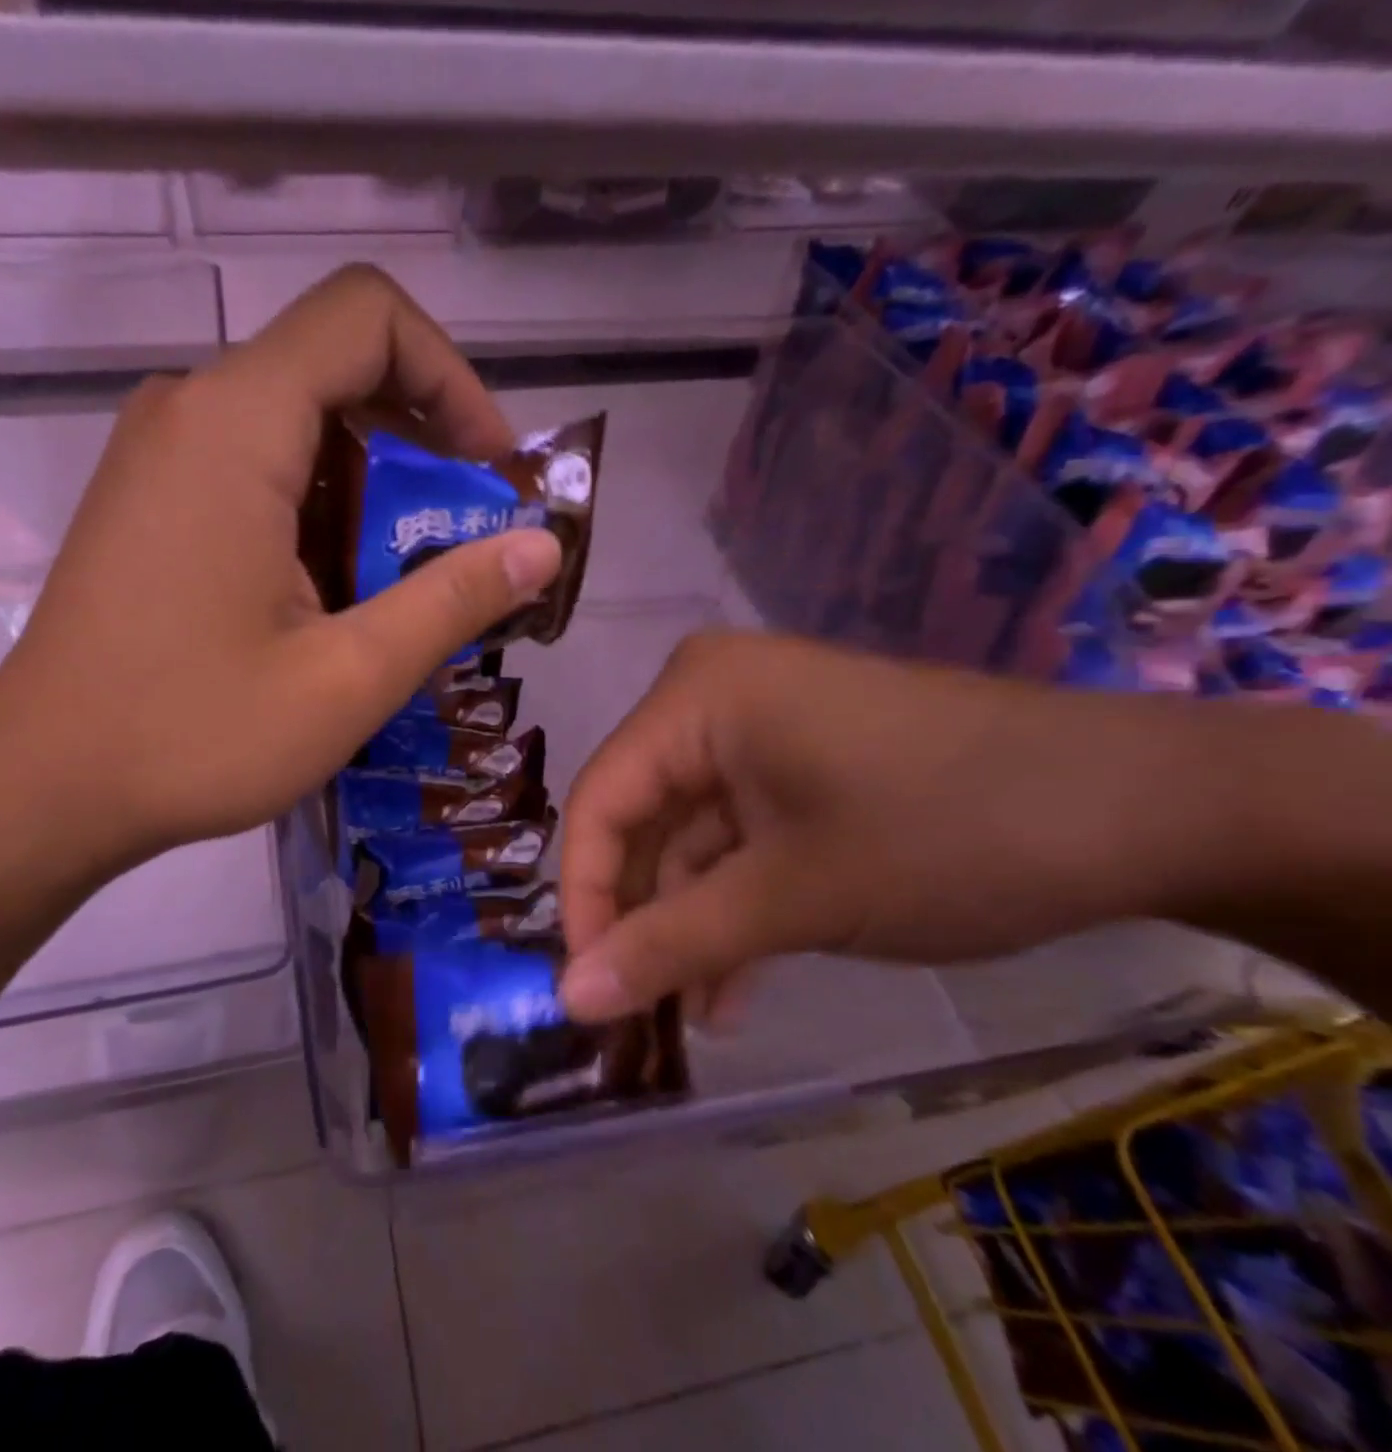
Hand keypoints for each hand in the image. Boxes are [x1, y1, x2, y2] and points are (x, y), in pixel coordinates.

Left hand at [0, 265, 561, 878]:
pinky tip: (332, 598)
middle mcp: (190, 411)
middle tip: (463, 543)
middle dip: (422, 447)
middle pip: (337, 370)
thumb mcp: (349, 677)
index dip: (451, 378)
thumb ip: (453, 601)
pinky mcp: (148, 503)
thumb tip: (542, 549)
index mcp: (237, 424)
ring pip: (298, 427)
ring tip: (404, 586)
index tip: (489, 472)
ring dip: (372, 492)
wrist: (45, 786)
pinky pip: (255, 469)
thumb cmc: (194, 733)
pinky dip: (318, 512)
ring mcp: (159, 457)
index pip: (368, 317)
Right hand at [555, 632, 1235, 1023]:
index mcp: (695, 698)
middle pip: (642, 818)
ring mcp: (760, 729)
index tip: (585, 988)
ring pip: (692, 836)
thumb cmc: (945, 834)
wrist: (1147, 809)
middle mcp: (712, 698)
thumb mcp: (792, 898)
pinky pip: (740, 835)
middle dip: (641, 918)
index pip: (600, 801)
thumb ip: (669, 945)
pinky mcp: (800, 762)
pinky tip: (738, 983)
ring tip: (695, 1016)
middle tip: (635, 1008)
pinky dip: (736, 905)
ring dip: (691, 924)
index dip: (583, 898)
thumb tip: (568, 999)